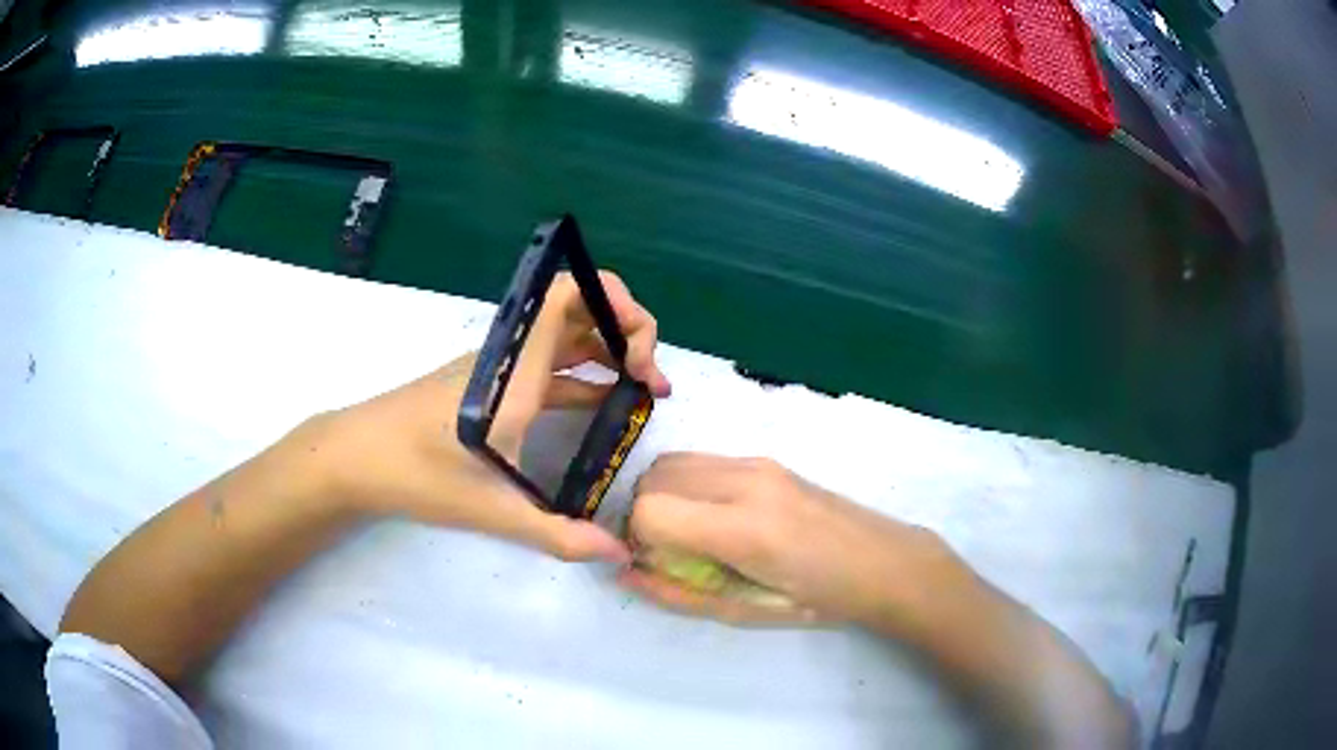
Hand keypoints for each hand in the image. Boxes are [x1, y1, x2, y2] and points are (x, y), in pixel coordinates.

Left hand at [296, 271, 670, 562]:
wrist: (356, 457)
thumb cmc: (416, 473)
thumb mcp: (490, 508)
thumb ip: (558, 534)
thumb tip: (618, 553)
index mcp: (515, 369)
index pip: (568, 295)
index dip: (616, 302)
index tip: (642, 354)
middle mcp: (512, 356)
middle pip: (579, 307)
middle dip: (627, 330)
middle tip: (651, 379)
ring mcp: (501, 368)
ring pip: (567, 337)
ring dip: (609, 353)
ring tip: (643, 391)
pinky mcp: (492, 385)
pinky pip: (550, 366)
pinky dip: (584, 376)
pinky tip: (602, 407)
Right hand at [621, 454, 973, 632]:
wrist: (885, 562)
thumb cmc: (821, 600)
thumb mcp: (746, 612)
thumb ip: (678, 593)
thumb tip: (626, 574)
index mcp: (744, 527)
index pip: (649, 510)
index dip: (637, 541)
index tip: (654, 564)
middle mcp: (746, 480)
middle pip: (653, 477)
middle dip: (645, 516)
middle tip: (670, 552)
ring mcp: (757, 462)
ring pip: (673, 462)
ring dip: (664, 497)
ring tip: (692, 535)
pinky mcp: (766, 459)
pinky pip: (702, 461)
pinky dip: (688, 486)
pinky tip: (717, 518)